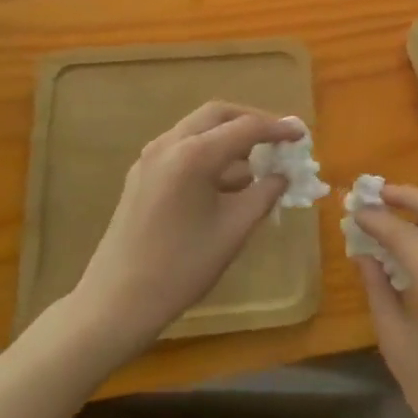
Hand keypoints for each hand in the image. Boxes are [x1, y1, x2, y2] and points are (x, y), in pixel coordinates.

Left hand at [63, 103, 299, 357]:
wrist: (116, 303)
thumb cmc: (181, 268)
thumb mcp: (234, 230)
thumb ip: (264, 194)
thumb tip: (282, 175)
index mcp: (194, 155)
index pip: (246, 128)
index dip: (278, 129)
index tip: (302, 134)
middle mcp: (169, 144)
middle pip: (218, 114)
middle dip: (251, 122)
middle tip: (278, 138)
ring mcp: (151, 158)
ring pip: (198, 128)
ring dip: (229, 136)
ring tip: (256, 163)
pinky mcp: (142, 175)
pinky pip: (183, 147)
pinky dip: (209, 151)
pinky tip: (225, 180)